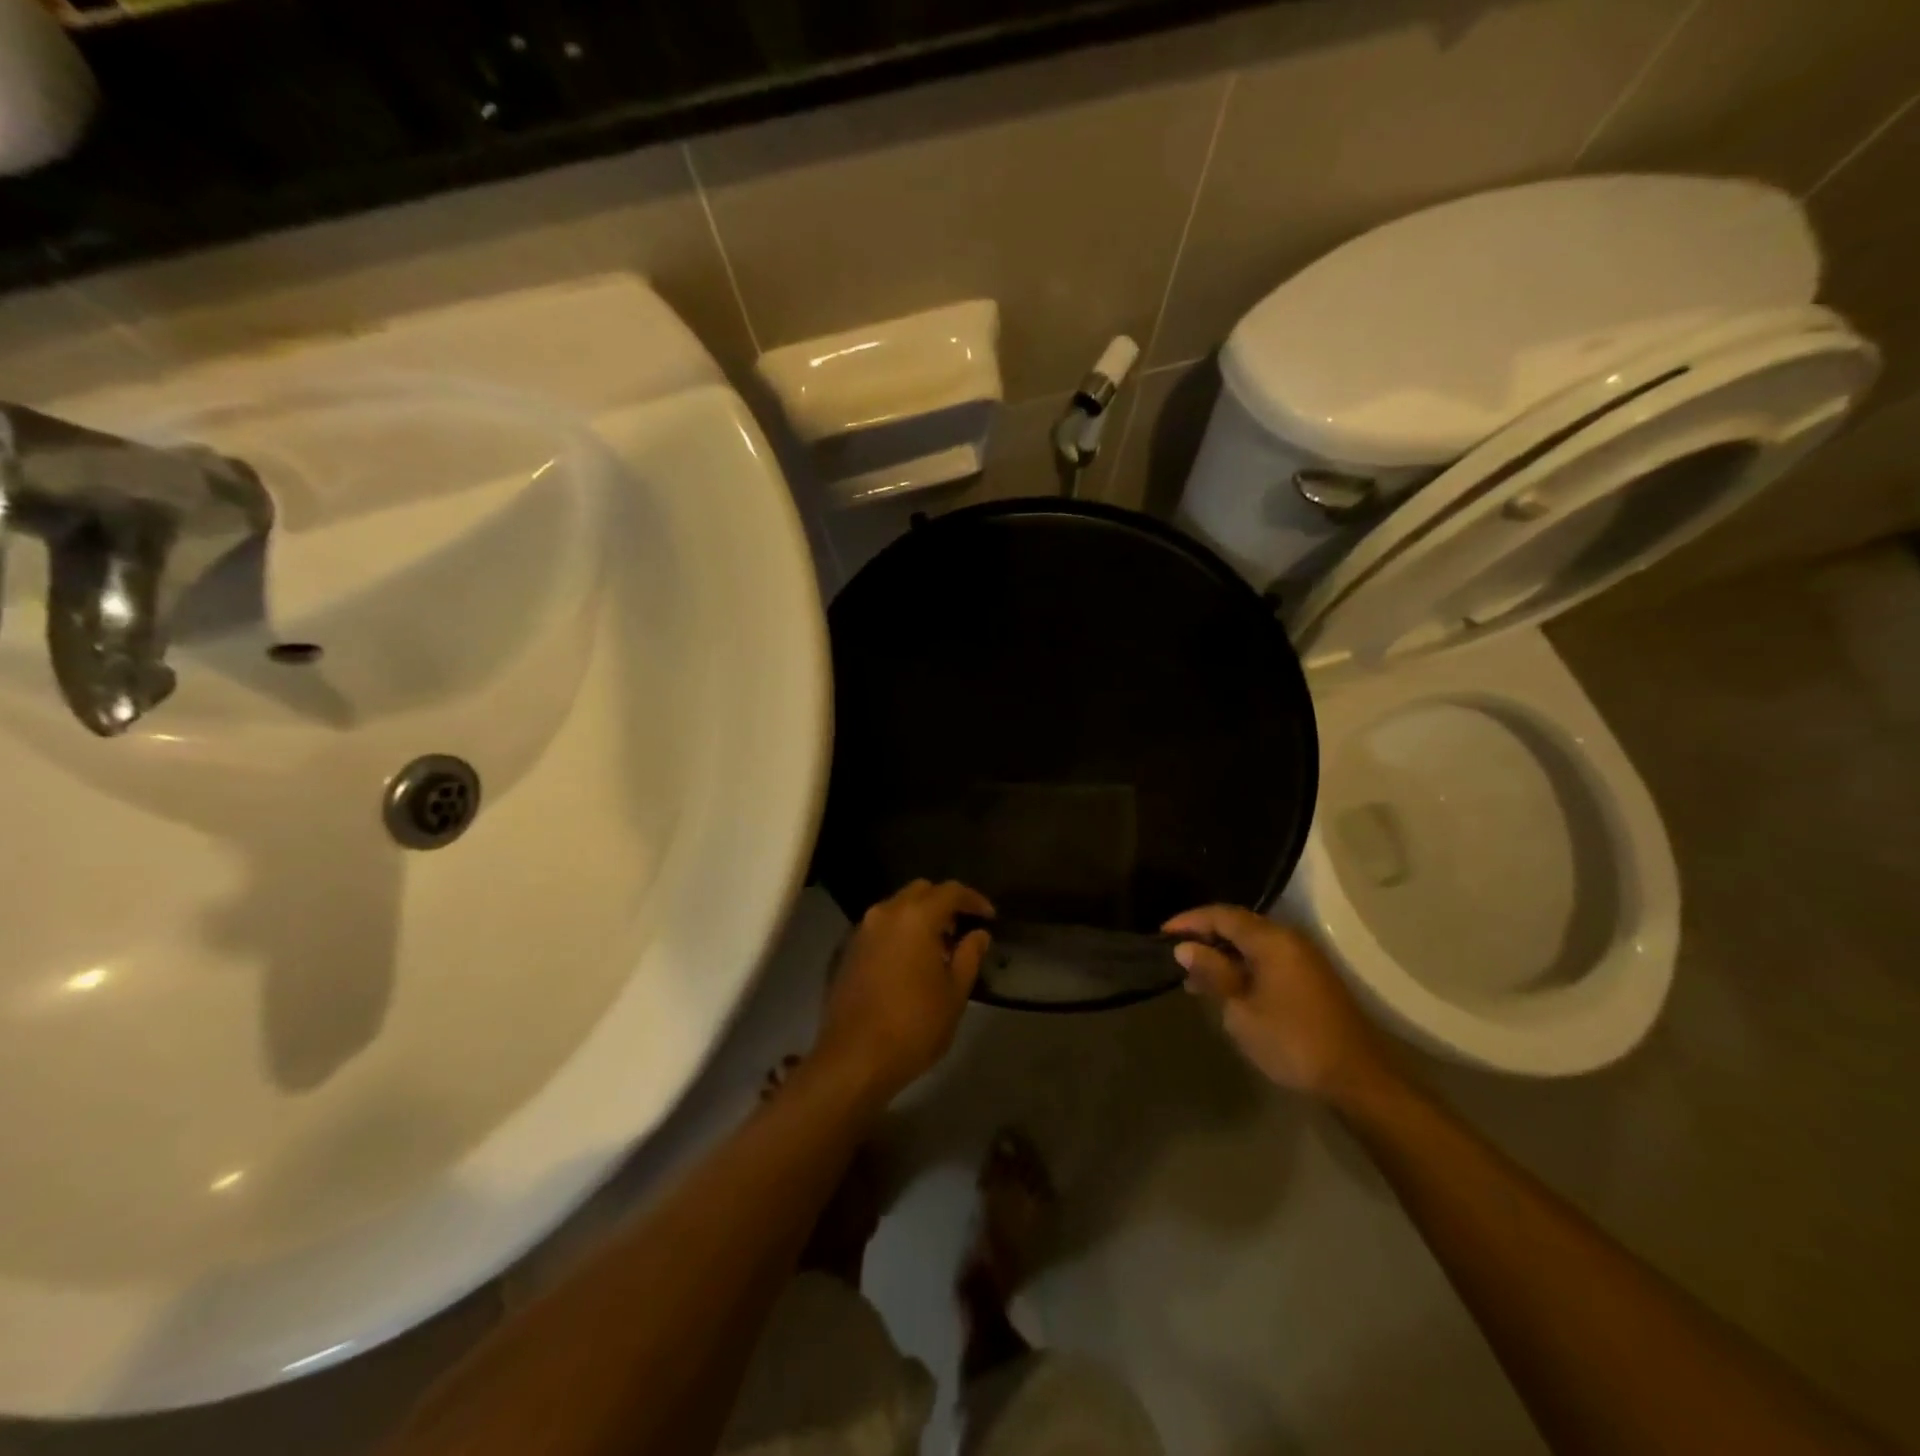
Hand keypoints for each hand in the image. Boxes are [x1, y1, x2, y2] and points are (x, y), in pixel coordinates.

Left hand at [816, 880, 994, 1105]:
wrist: (854, 1058)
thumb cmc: (914, 1025)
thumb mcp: (954, 993)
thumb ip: (969, 955)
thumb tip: (978, 934)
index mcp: (915, 917)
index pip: (950, 891)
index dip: (973, 900)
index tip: (989, 916)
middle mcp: (886, 913)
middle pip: (920, 891)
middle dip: (944, 903)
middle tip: (961, 929)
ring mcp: (862, 930)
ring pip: (897, 907)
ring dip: (920, 917)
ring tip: (938, 947)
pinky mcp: (848, 950)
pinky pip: (881, 927)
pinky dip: (900, 932)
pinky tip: (910, 961)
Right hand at [1165, 905, 1396, 1106]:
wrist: (1357, 1079)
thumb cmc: (1292, 1041)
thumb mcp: (1242, 1010)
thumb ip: (1213, 973)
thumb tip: (1186, 948)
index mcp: (1271, 940)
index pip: (1222, 915)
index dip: (1189, 921)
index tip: (1162, 935)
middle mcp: (1289, 939)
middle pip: (1238, 924)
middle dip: (1205, 937)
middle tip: (1176, 956)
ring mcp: (1303, 959)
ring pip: (1253, 944)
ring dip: (1223, 955)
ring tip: (1195, 979)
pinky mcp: (1310, 979)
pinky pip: (1267, 959)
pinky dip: (1242, 967)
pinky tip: (1226, 990)